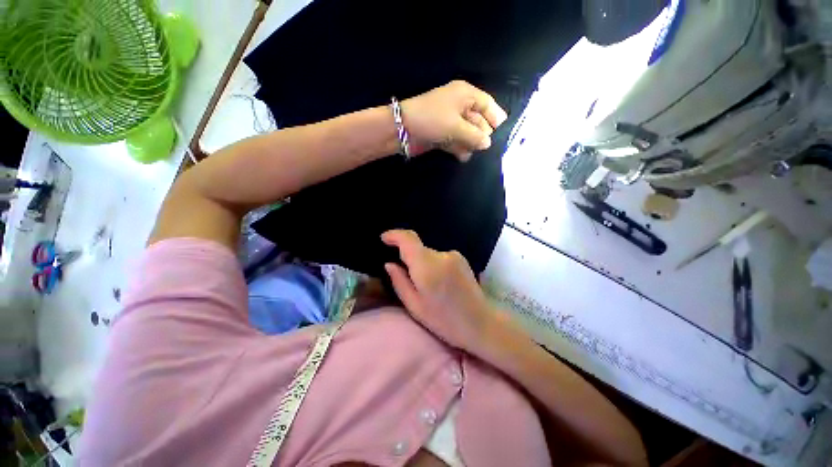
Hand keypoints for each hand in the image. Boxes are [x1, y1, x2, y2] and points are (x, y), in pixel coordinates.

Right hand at [381, 229, 496, 354]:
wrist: (480, 324)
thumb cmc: (444, 321)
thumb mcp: (415, 306)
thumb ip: (399, 282)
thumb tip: (389, 264)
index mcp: (427, 265)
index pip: (408, 239)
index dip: (394, 235)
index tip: (383, 239)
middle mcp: (442, 255)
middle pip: (418, 249)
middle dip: (409, 260)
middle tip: (405, 281)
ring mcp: (455, 256)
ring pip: (429, 255)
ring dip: (423, 266)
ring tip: (426, 289)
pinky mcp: (463, 261)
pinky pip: (440, 259)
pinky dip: (435, 268)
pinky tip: (439, 287)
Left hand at [402, 81, 507, 160]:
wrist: (399, 128)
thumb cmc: (432, 120)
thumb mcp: (458, 127)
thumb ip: (477, 136)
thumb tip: (488, 144)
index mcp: (465, 94)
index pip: (488, 104)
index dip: (496, 119)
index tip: (500, 135)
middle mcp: (460, 103)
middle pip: (481, 120)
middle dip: (482, 134)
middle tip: (482, 146)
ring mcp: (451, 118)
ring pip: (470, 131)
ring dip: (471, 143)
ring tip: (469, 151)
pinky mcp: (442, 130)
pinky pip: (458, 138)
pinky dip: (460, 146)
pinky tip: (461, 155)